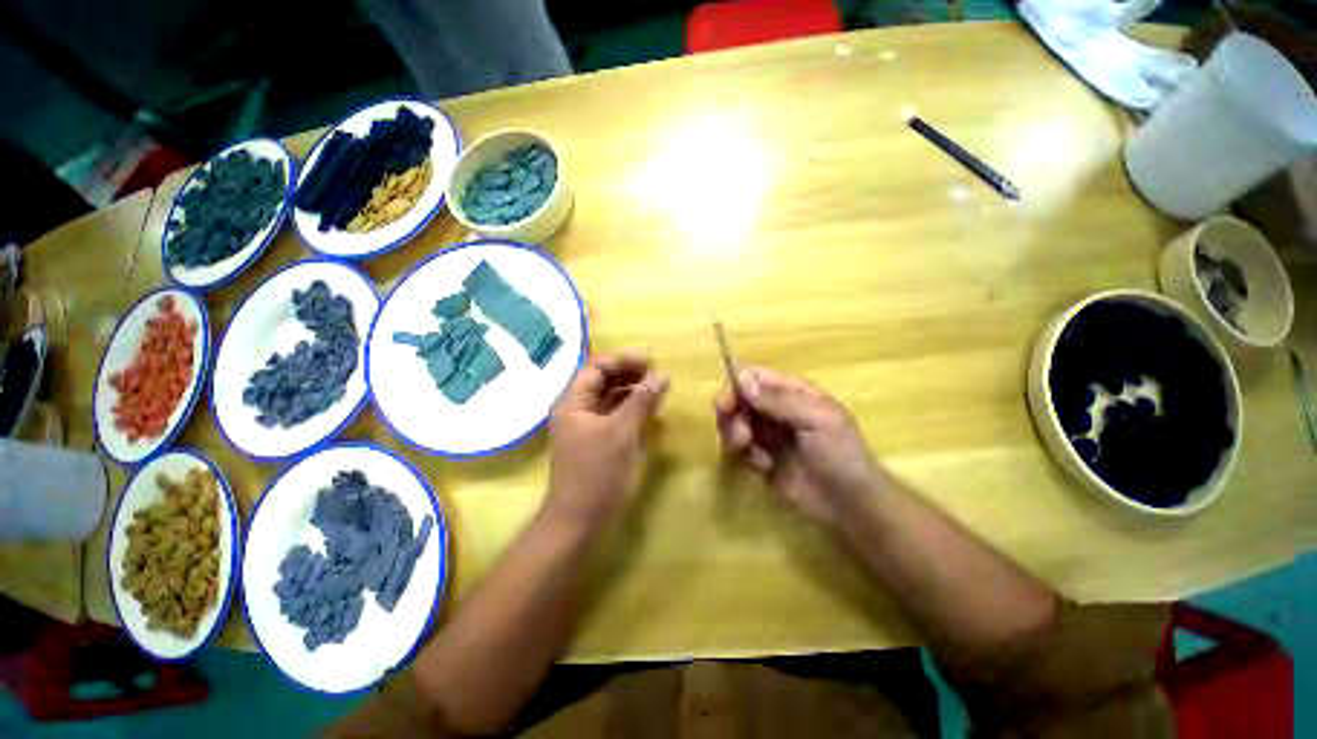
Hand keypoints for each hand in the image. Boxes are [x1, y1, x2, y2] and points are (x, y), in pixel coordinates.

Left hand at [545, 351, 668, 529]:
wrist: (580, 520)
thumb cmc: (597, 473)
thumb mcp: (622, 433)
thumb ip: (641, 401)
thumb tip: (662, 375)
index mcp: (572, 401)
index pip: (597, 366)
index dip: (624, 359)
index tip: (651, 361)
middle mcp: (576, 408)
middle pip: (602, 378)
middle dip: (629, 372)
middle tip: (657, 374)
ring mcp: (585, 424)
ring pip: (609, 396)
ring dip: (632, 389)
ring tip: (657, 388)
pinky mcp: (596, 438)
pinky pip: (614, 413)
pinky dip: (630, 407)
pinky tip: (649, 408)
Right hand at [715, 367, 884, 526]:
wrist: (850, 505)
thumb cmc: (840, 454)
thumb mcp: (816, 420)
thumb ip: (777, 399)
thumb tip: (741, 375)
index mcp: (792, 392)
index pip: (754, 376)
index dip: (736, 385)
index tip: (725, 404)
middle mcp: (776, 408)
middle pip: (739, 399)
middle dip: (732, 415)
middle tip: (740, 436)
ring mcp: (767, 433)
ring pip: (735, 422)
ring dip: (735, 435)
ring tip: (748, 451)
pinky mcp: (761, 457)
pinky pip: (739, 448)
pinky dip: (744, 454)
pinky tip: (763, 466)